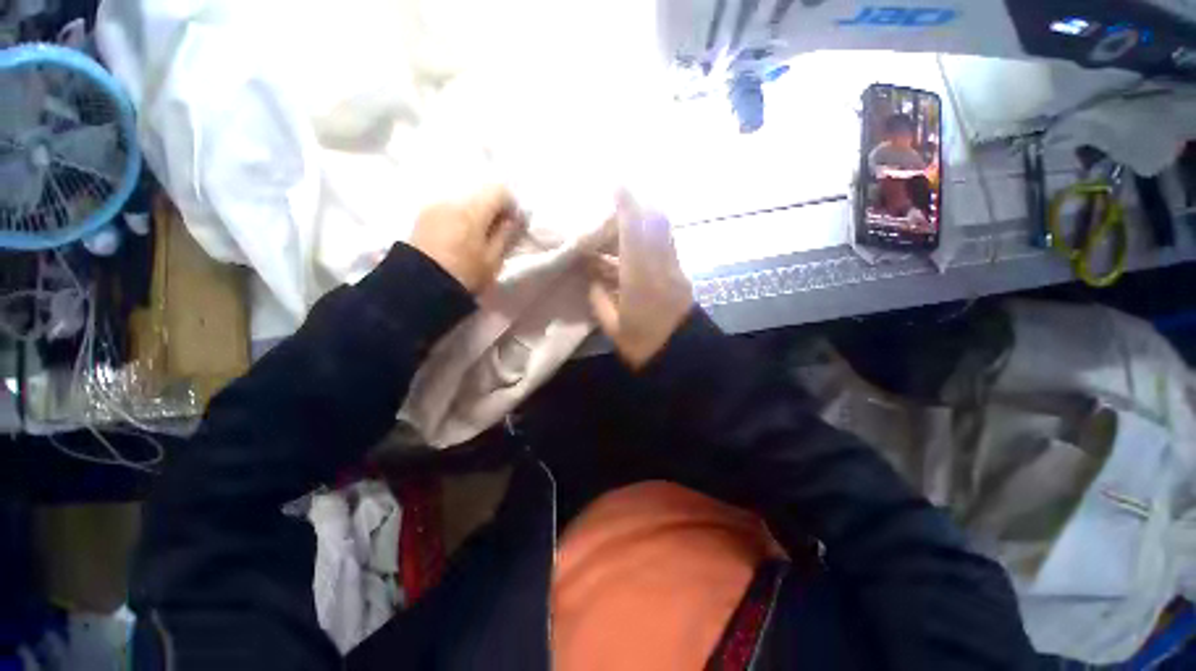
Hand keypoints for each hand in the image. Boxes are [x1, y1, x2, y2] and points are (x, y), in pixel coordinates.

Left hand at [409, 186, 525, 293]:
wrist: (419, 288)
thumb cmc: (464, 275)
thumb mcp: (493, 260)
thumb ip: (506, 235)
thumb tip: (514, 218)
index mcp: (472, 211)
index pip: (499, 191)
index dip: (511, 206)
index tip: (512, 225)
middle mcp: (452, 201)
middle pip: (480, 195)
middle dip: (492, 211)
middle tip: (495, 235)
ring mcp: (434, 207)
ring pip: (464, 203)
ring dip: (474, 216)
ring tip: (474, 240)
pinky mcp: (422, 217)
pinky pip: (448, 210)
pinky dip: (458, 219)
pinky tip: (457, 240)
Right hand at [588, 193, 692, 369]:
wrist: (683, 358)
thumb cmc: (644, 346)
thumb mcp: (613, 328)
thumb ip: (600, 300)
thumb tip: (593, 278)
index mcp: (640, 278)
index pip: (634, 232)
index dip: (626, 204)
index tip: (616, 182)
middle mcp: (661, 266)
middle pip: (655, 223)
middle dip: (638, 204)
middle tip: (618, 199)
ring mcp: (674, 269)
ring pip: (663, 232)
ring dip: (646, 219)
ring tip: (624, 221)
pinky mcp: (681, 275)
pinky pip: (666, 246)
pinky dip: (652, 237)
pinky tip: (636, 246)